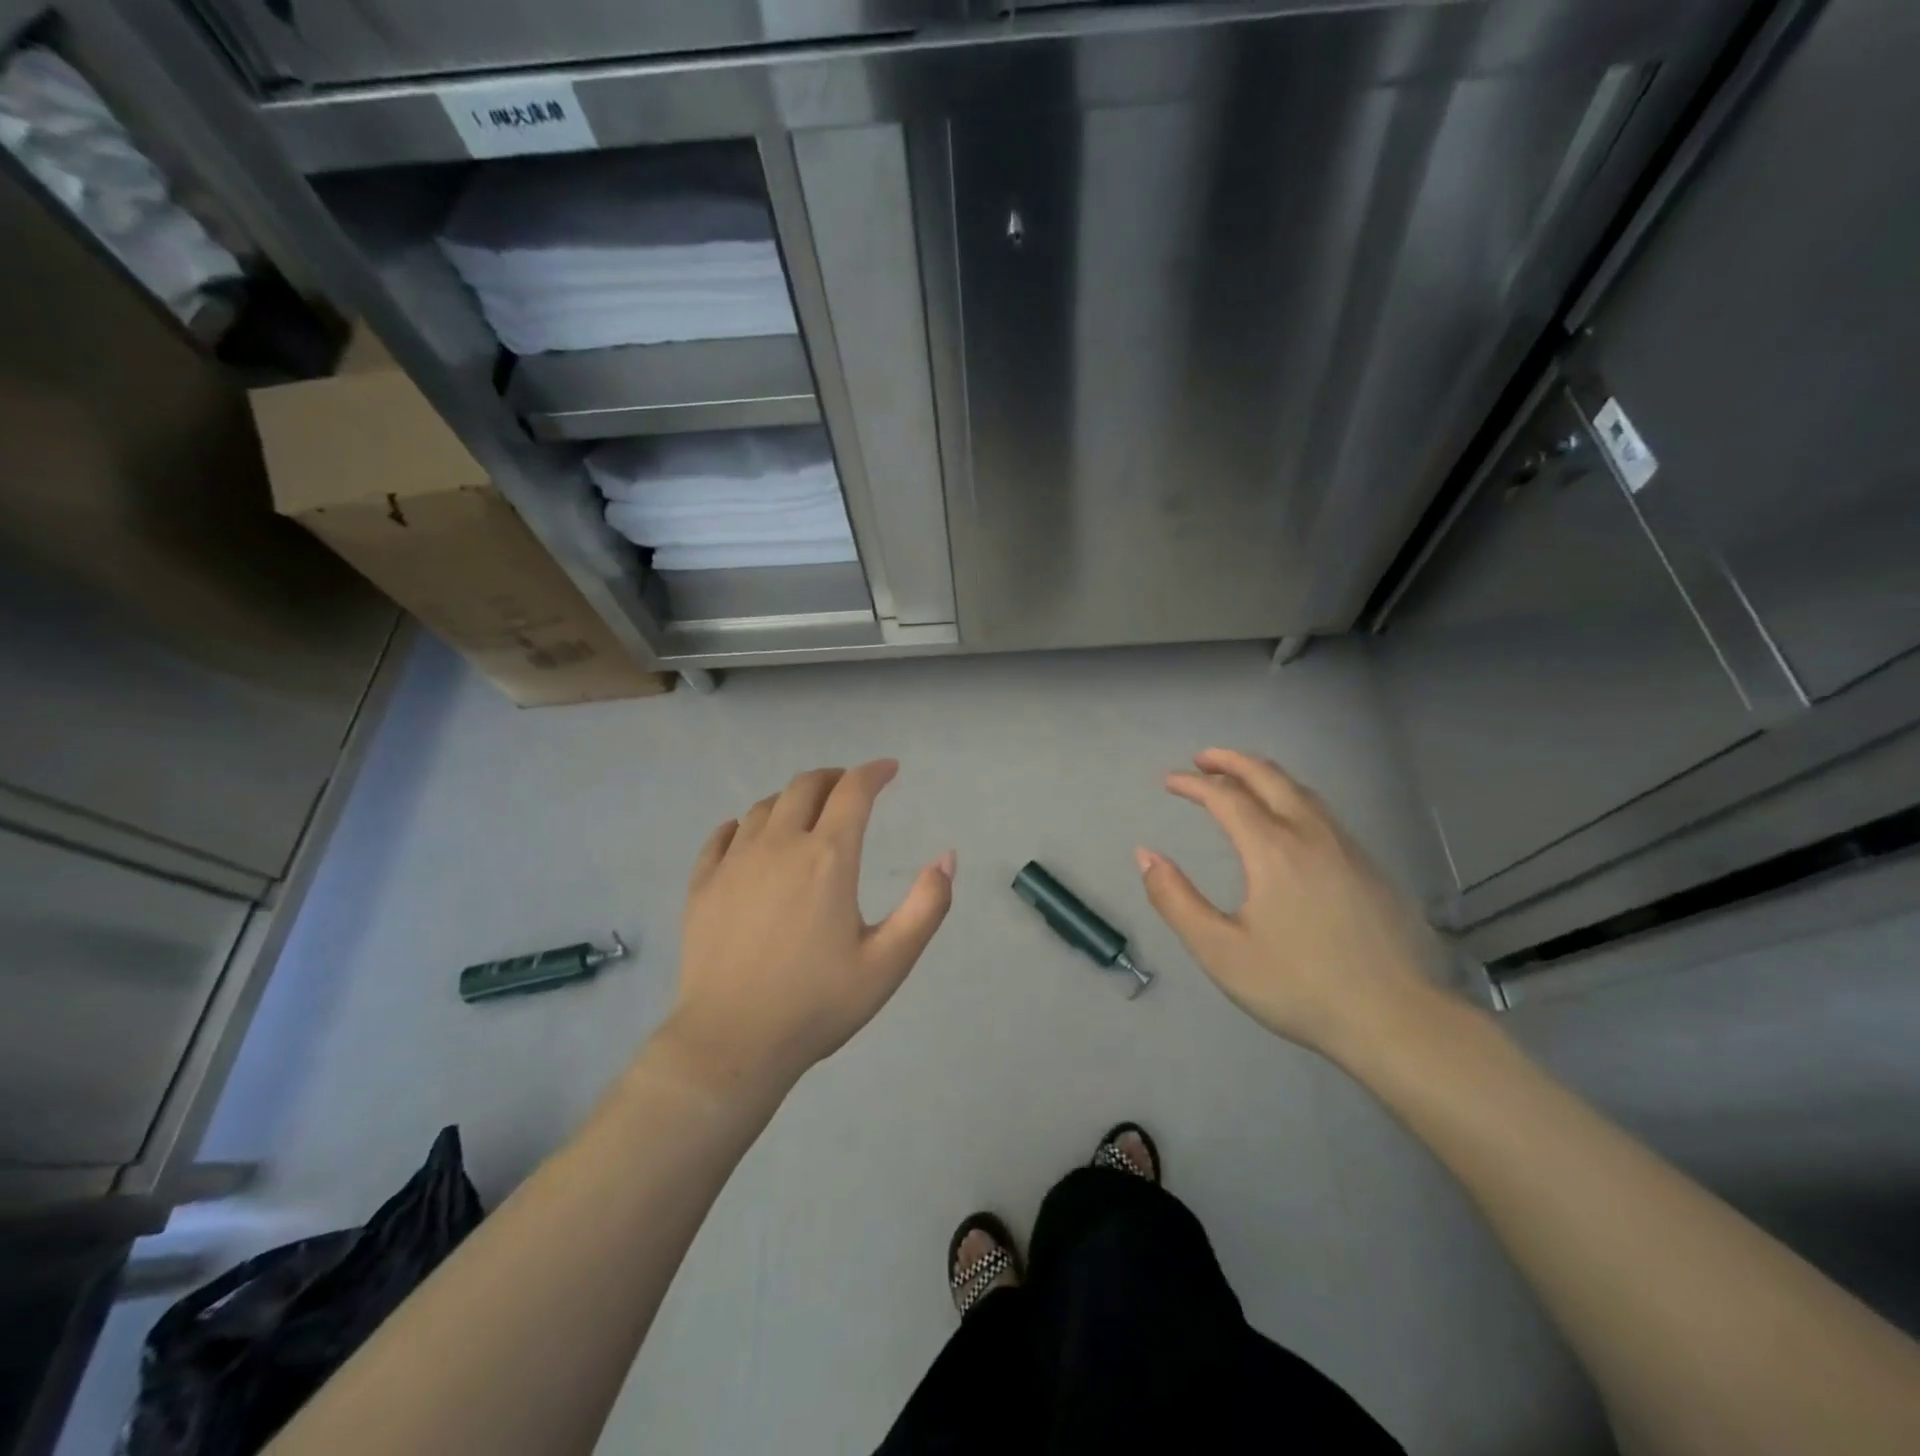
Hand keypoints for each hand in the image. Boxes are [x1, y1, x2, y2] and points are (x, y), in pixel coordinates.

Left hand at [660, 760, 954, 1094]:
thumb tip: (947, 858)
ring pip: (765, 806)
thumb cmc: (817, 1004)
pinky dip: (745, 824)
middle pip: (806, 786)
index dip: (874, 772)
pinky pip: (723, 835)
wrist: (731, 1044)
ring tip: (807, 813)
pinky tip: (750, 835)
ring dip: (793, 799)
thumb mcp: (889, 962)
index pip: (853, 791)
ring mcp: (734, 862)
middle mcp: (780, 845)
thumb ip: (927, 906)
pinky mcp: (702, 884)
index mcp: (828, 858)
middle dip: (834, 778)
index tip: (889, 769)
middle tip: (850, 788)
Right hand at [1137, 748, 1441, 1060]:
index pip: (1225, 797)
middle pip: (1269, 777)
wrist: (1397, 1019)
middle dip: (1231, 761)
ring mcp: (1347, 847)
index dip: (1193, 784)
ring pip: (1301, 791)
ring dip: (1264, 775)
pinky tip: (1287, 820)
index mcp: (1273, 850)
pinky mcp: (1370, 866)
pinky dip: (1291, 796)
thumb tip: (1145, 856)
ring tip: (1239, 779)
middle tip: (1202, 759)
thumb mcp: (1220, 951)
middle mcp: (1311, 835)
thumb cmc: (1298, 986)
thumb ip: (1175, 900)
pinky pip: (1322, 812)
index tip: (1169, 781)